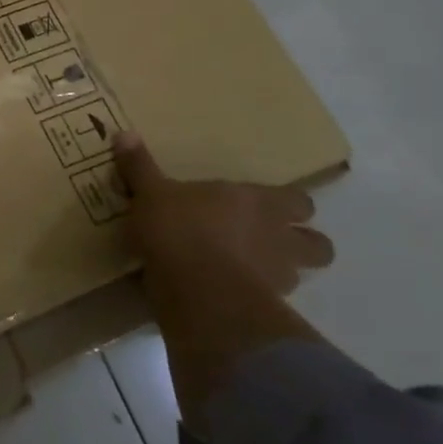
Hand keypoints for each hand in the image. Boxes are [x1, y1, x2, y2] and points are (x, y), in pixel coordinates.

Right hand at [115, 133, 332, 294]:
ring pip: (300, 276)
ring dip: (279, 272)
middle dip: (301, 243)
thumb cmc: (180, 229)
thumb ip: (140, 167)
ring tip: (249, 271)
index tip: (269, 206)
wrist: (198, 292)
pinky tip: (230, 295)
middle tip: (269, 241)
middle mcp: (279, 237)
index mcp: (259, 202)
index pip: (298, 201)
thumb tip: (124, 133)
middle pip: (318, 244)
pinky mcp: (266, 310)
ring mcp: (278, 277)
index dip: (289, 205)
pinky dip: (256, 299)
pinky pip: (270, 303)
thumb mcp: (151, 193)